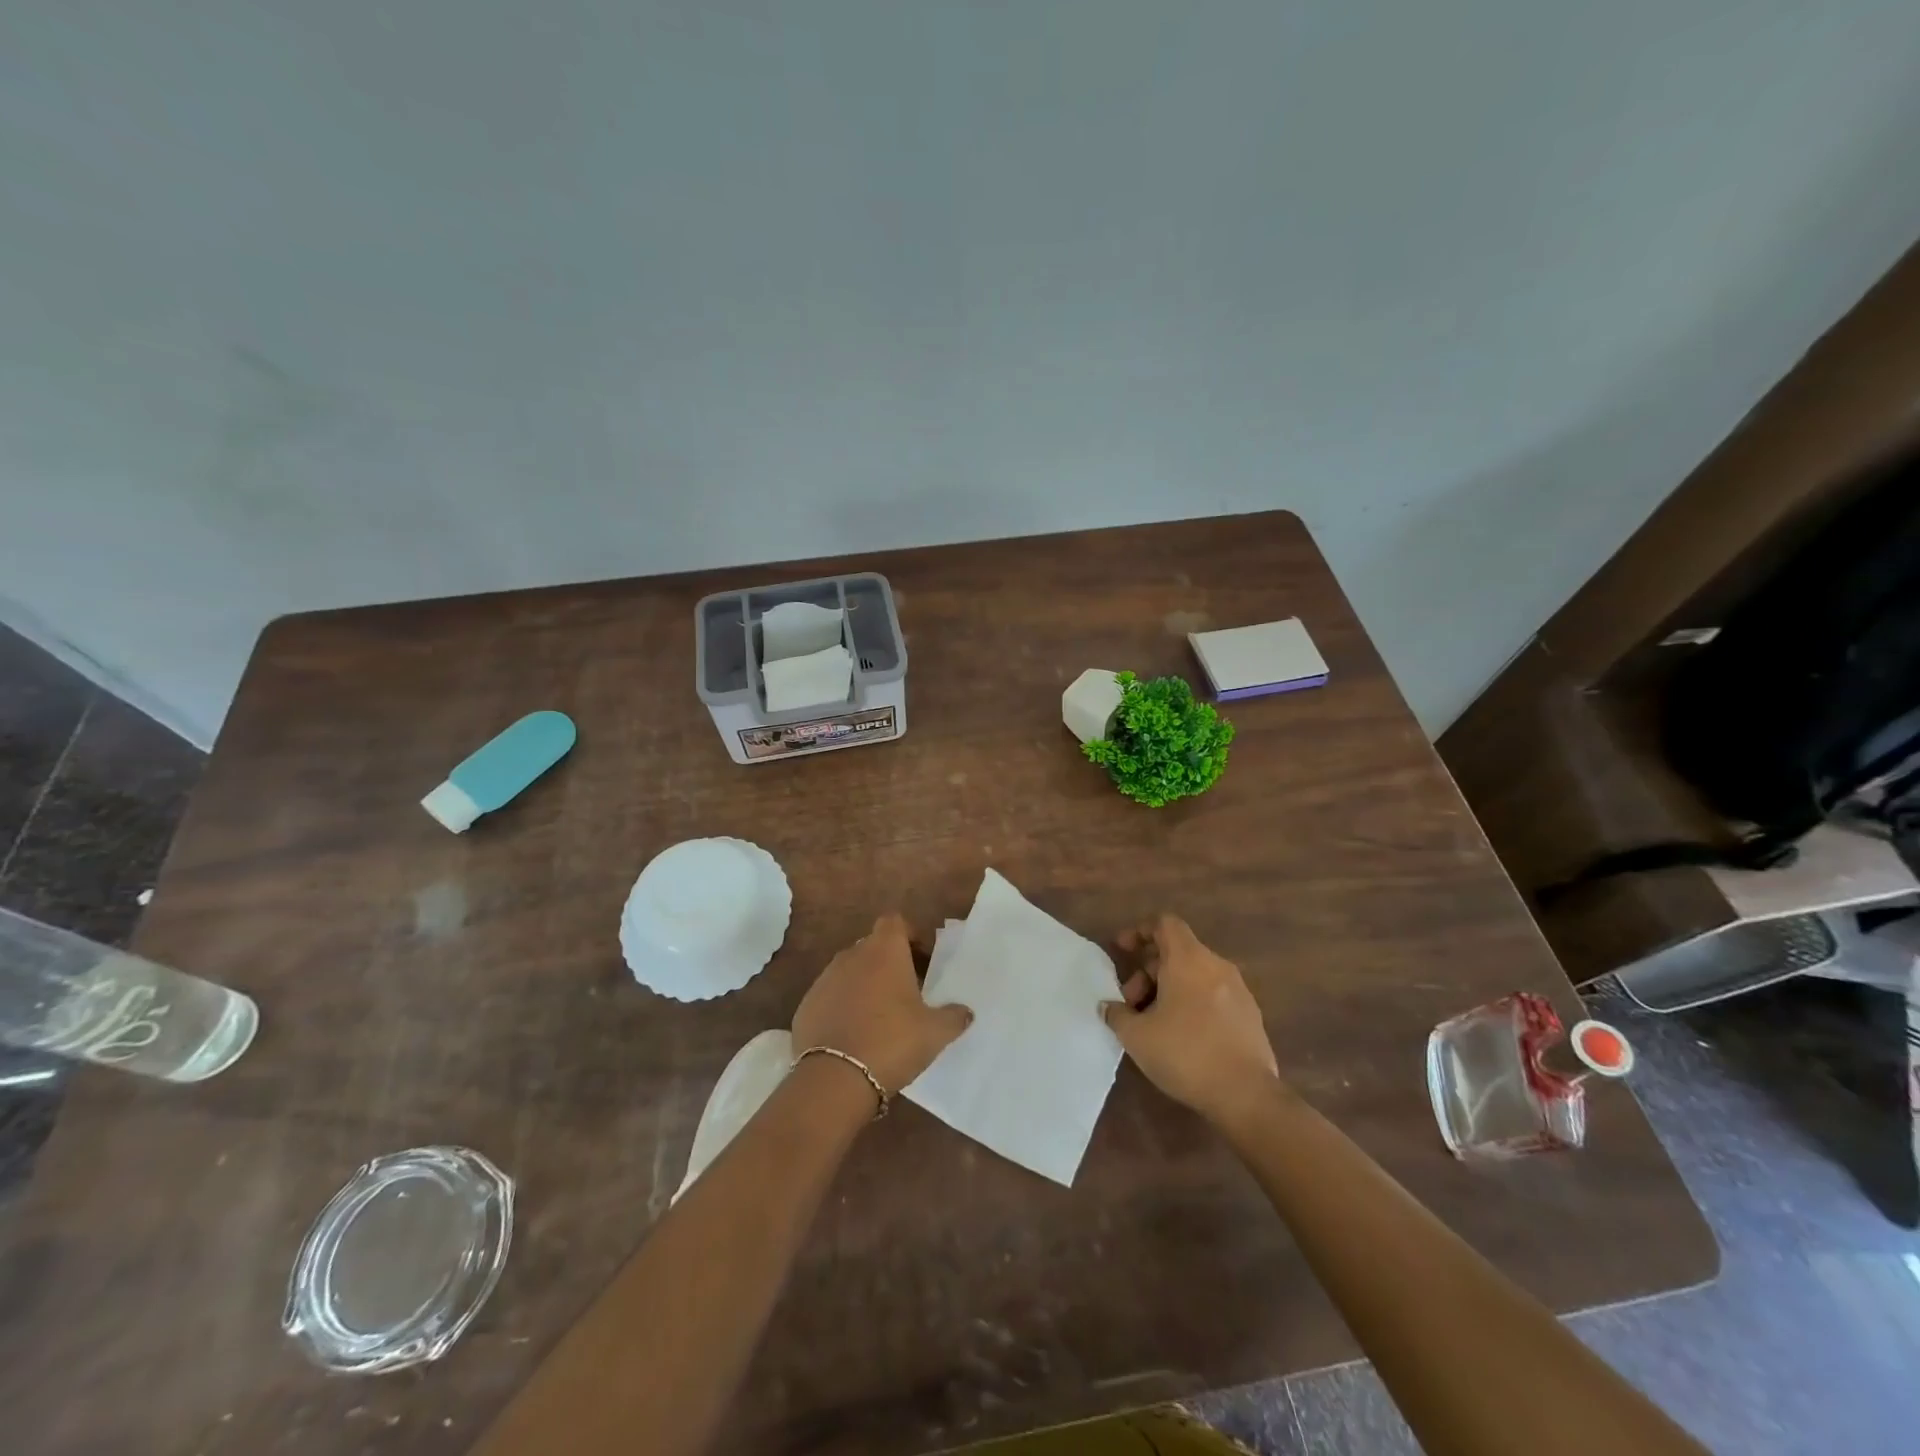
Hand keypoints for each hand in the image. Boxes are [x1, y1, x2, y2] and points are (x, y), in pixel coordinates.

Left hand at [792, 915, 972, 1095]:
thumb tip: (966, 1012)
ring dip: (864, 984)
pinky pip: (830, 997)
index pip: (895, 921)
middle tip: (907, 991)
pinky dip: (842, 1007)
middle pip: (873, 946)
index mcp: (884, 951)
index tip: (922, 959)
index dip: (909, 935)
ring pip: (850, 971)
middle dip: (889, 962)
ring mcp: (824, 979)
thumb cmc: (892, 1042)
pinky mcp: (806, 1005)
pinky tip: (853, 1035)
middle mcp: (851, 955)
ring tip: (880, 1016)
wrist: (834, 1079)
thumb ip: (954, 1017)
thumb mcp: (934, 1033)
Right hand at [1102, 914, 1279, 1124]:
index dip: (1140, 931)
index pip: (1165, 924)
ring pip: (1195, 975)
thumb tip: (1108, 1006)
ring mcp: (1238, 990)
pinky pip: (1213, 995)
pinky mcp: (1250, 1015)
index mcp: (1188, 959)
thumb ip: (1116, 1014)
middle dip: (1149, 971)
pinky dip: (1192, 1003)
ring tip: (1154, 1023)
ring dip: (1169, 989)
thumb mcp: (1136, 1036)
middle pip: (1177, 952)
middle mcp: (1216, 965)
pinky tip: (1182, 1036)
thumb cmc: (1185, 1054)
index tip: (1123, 950)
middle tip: (1132, 1002)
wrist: (1246, 1095)